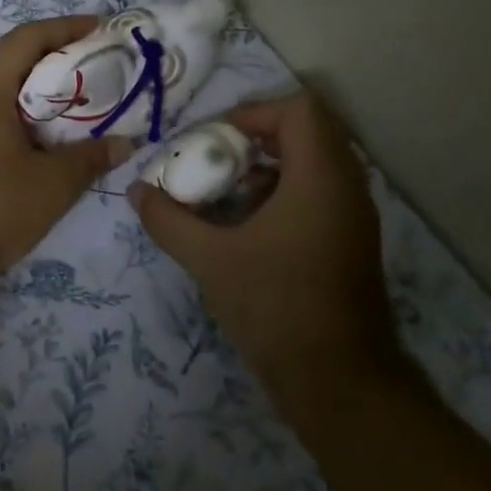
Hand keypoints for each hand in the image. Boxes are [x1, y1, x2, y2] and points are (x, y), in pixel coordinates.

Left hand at [0, 17, 133, 300]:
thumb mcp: (52, 185)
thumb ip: (91, 157)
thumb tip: (126, 143)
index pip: (26, 38)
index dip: (66, 27)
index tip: (101, 28)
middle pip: (8, 59)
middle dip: (53, 59)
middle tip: (95, 69)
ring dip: (32, 90)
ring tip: (73, 103)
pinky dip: (12, 113)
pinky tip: (37, 137)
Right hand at [129, 90, 398, 400]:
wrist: (338, 380)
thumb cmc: (275, 306)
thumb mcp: (210, 259)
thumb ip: (168, 220)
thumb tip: (136, 192)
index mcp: (320, 178)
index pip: (299, 110)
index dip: (254, 112)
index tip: (216, 138)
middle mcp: (347, 187)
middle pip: (309, 130)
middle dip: (259, 136)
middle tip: (218, 157)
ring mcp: (354, 216)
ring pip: (316, 163)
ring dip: (271, 165)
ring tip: (228, 190)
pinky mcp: (352, 241)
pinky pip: (321, 192)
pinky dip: (285, 191)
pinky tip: (249, 225)